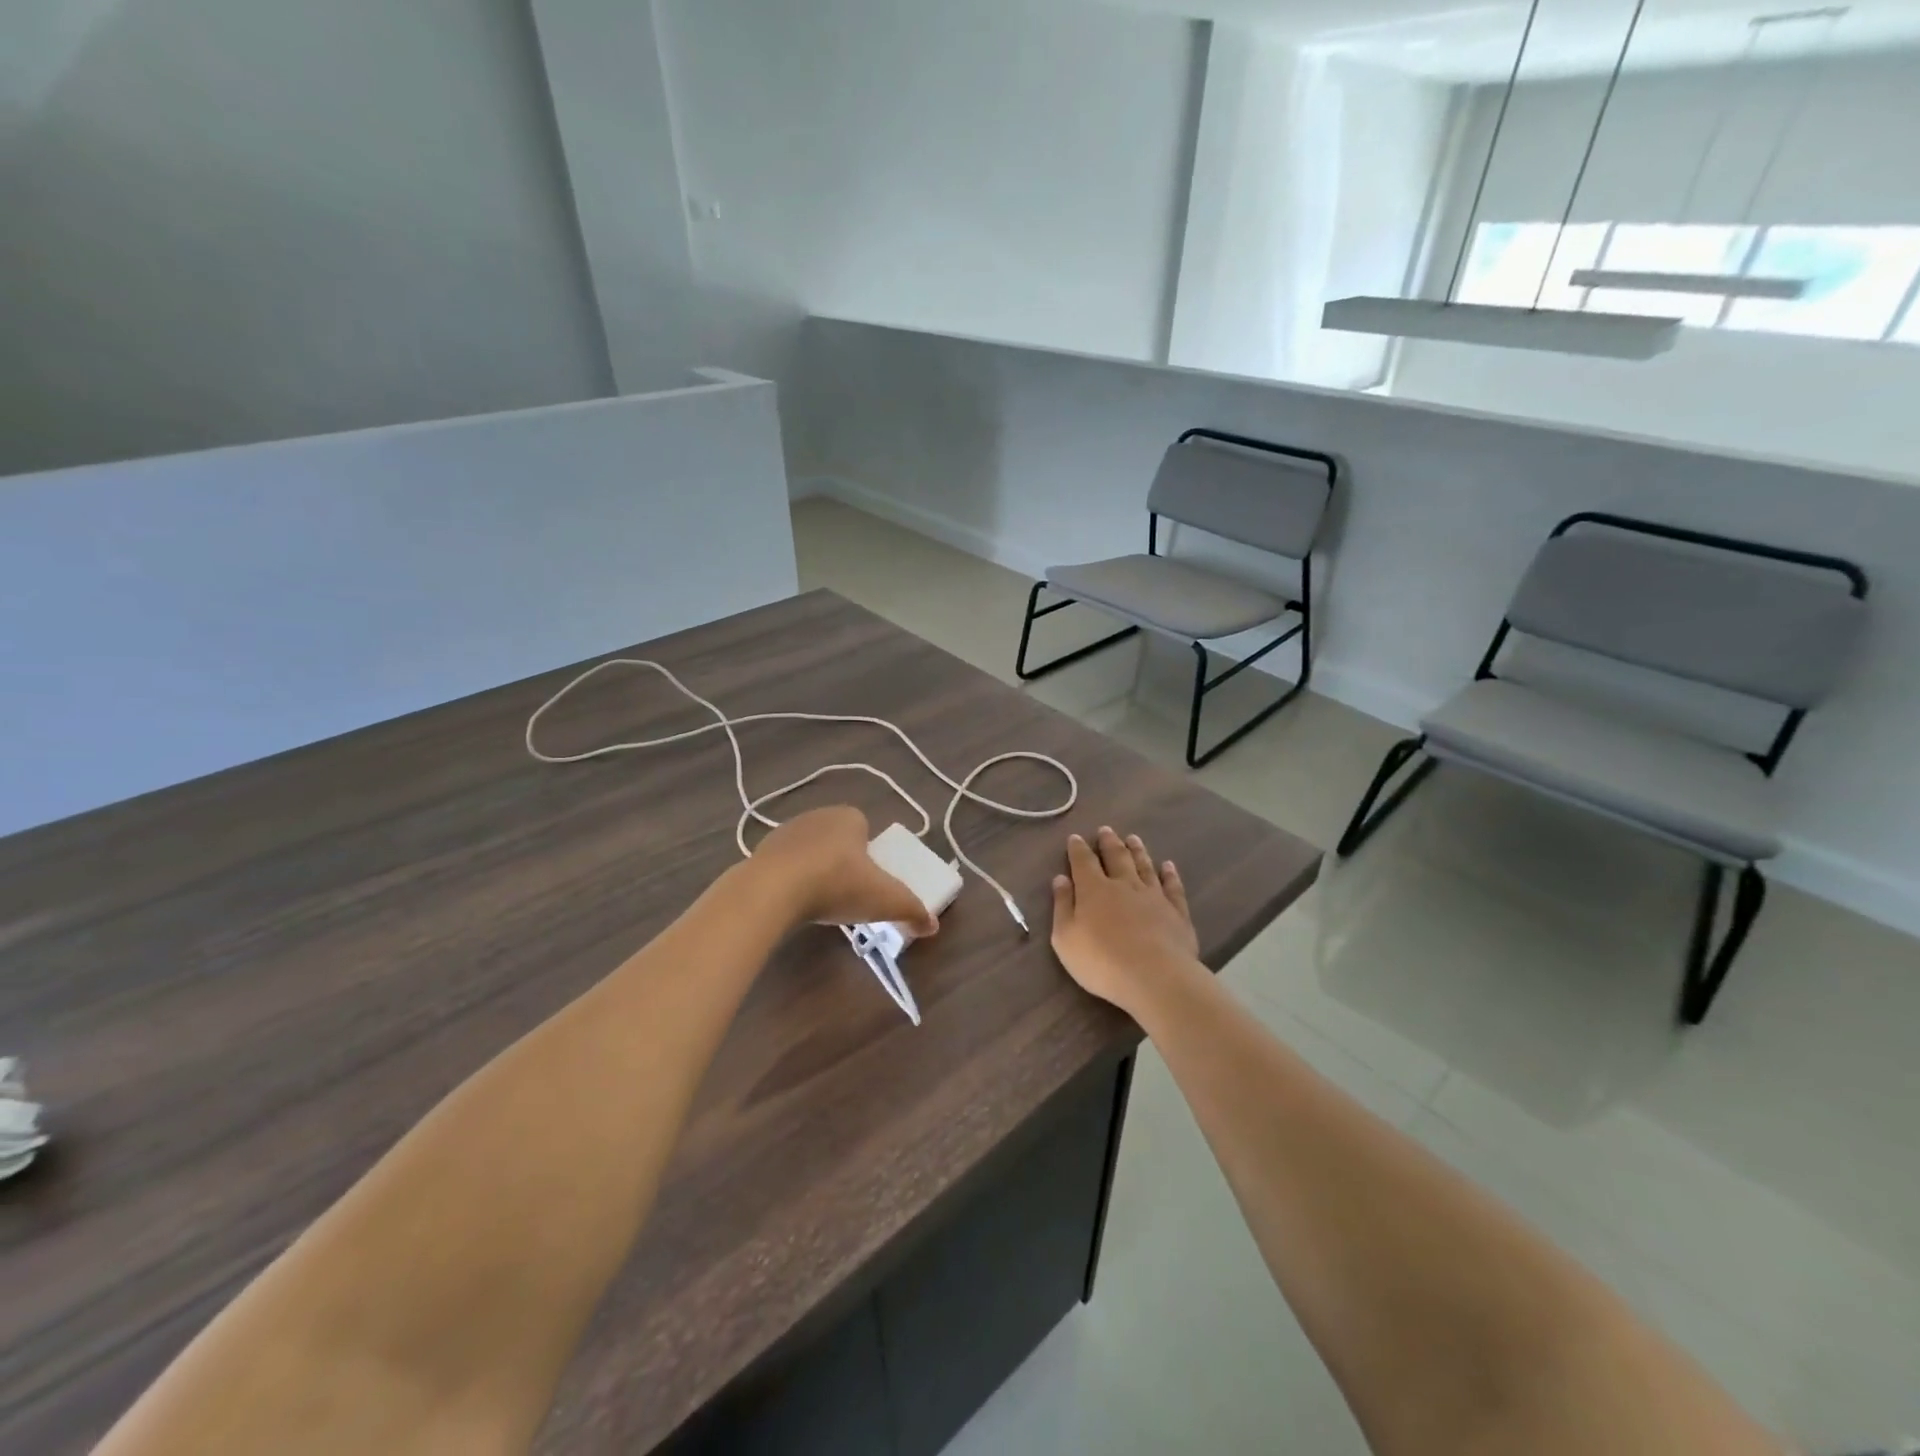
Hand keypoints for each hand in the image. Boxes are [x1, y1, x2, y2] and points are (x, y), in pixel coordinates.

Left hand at [750, 807, 939, 935]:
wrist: (773, 890)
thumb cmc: (838, 884)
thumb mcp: (886, 900)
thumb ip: (912, 910)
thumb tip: (932, 925)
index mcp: (849, 817)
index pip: (864, 827)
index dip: (868, 853)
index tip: (869, 880)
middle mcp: (817, 816)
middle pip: (836, 838)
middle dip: (842, 861)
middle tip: (847, 893)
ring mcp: (785, 832)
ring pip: (808, 850)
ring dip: (814, 869)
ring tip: (819, 901)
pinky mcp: (760, 851)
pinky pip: (783, 865)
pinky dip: (789, 880)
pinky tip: (792, 902)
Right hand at [1050, 827, 1198, 1010]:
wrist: (1155, 977)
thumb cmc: (1101, 961)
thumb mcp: (1066, 938)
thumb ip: (1062, 906)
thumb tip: (1060, 878)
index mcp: (1093, 889)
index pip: (1083, 862)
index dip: (1078, 849)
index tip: (1076, 837)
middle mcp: (1124, 885)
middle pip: (1116, 857)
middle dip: (1109, 842)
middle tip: (1106, 830)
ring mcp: (1153, 896)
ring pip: (1144, 866)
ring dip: (1137, 851)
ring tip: (1133, 838)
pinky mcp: (1177, 911)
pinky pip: (1172, 887)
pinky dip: (1170, 874)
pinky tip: (1168, 866)